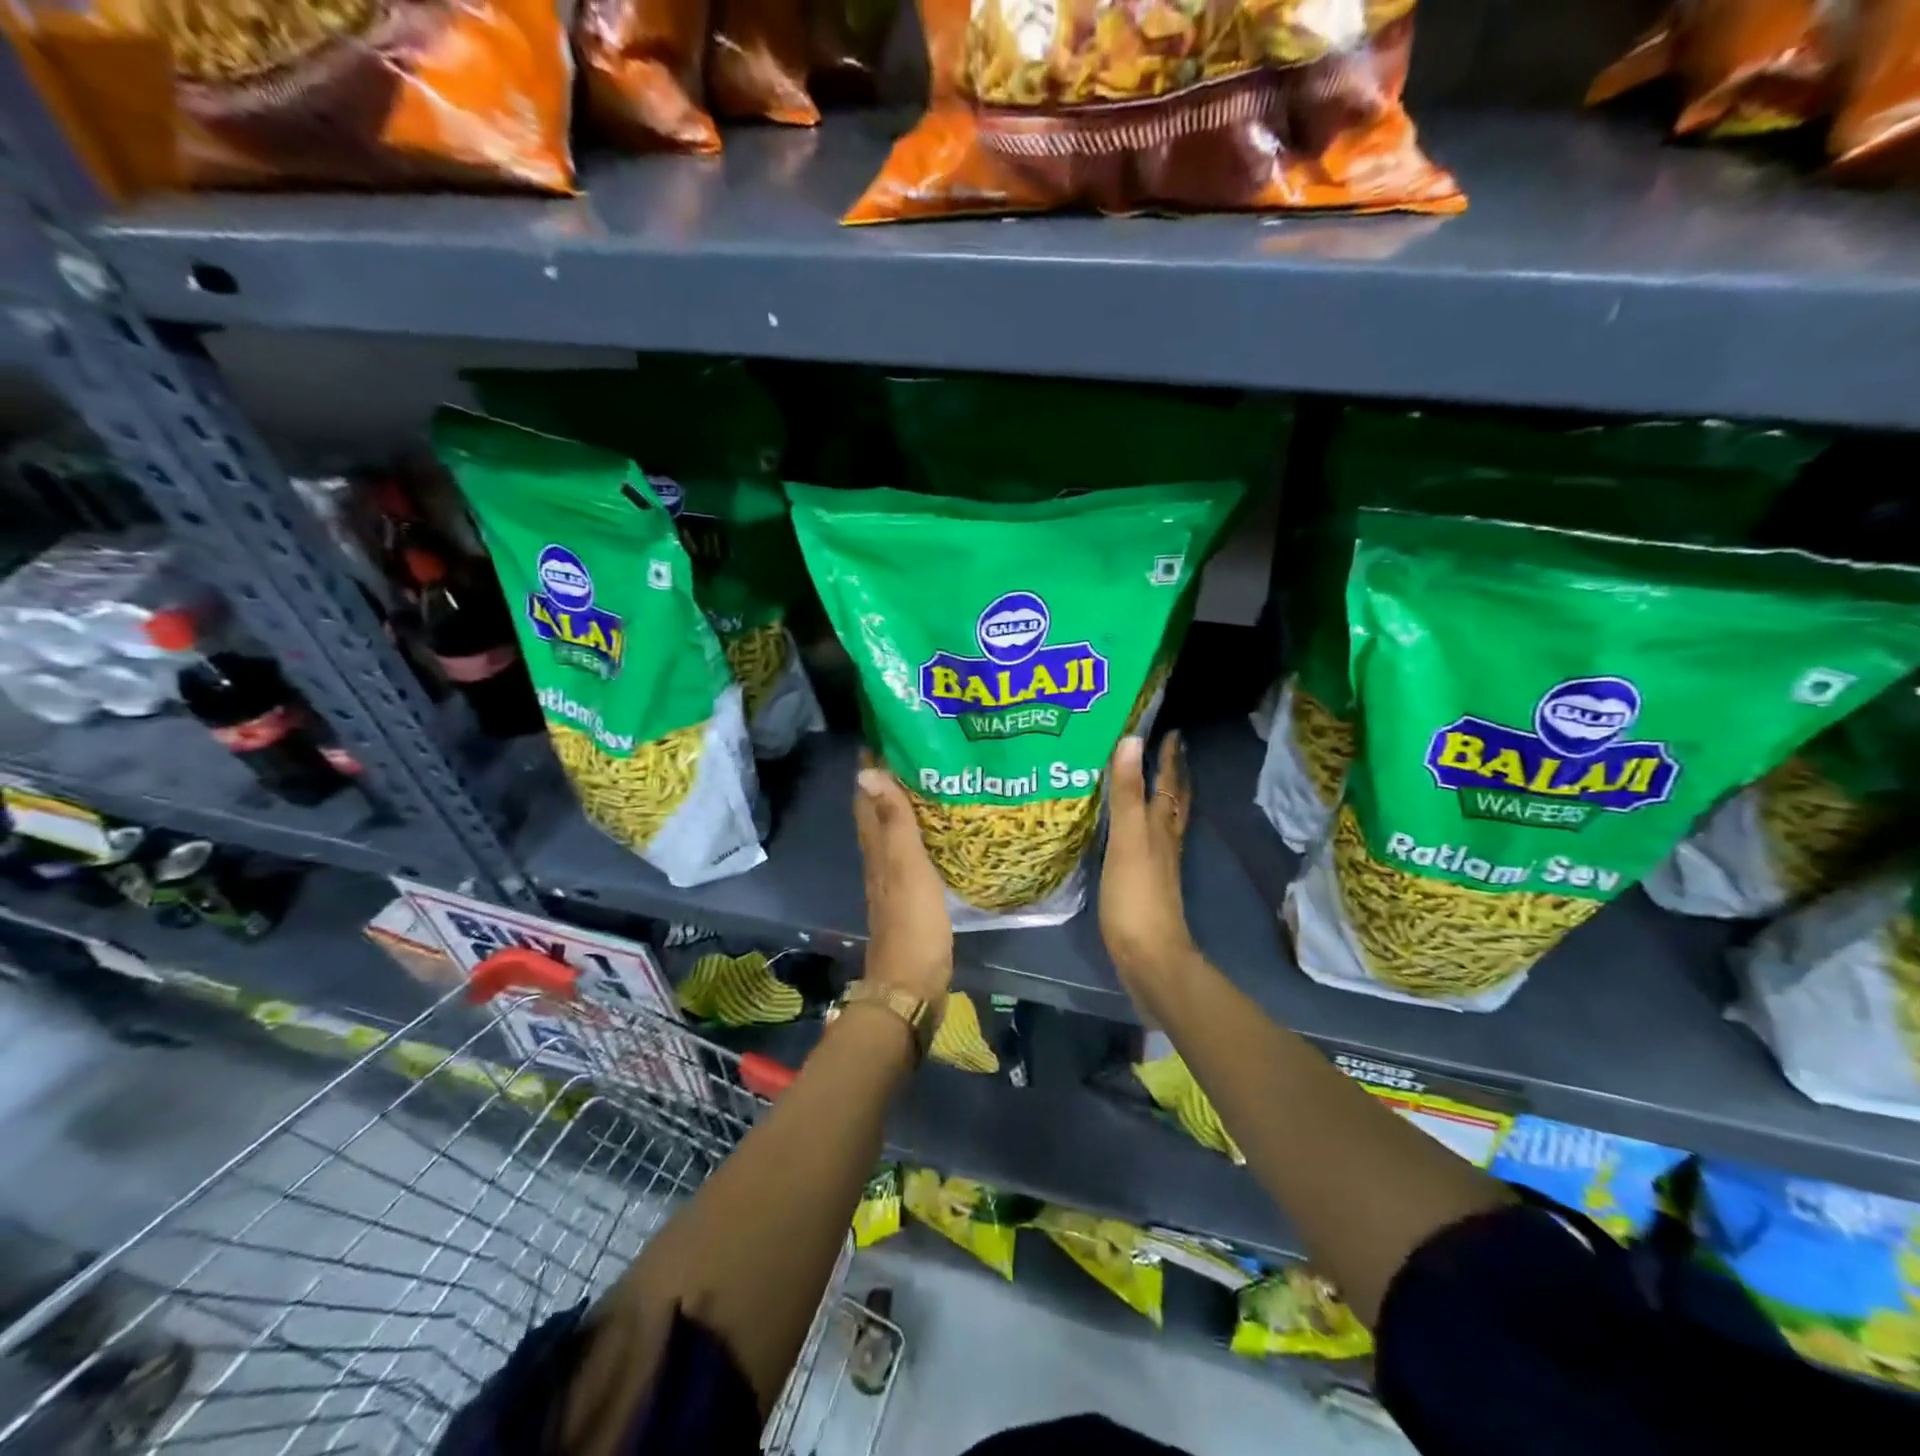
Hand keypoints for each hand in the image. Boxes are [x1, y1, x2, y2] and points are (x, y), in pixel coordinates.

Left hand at [854, 752, 953, 1008]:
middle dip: (887, 780)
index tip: (884, 734)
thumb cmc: (912, 921)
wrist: (912, 983)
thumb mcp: (905, 865)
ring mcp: (893, 878)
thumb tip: (866, 771)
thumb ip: (893, 820)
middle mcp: (879, 858)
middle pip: (876, 811)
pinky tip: (936, 829)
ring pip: (893, 830)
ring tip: (928, 780)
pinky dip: (918, 832)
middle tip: (912, 750)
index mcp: (876, 848)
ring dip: (903, 804)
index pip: (865, 797)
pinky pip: (910, 851)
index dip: (870, 767)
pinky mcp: (911, 895)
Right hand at [1102, 733, 1196, 991]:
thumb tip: (1132, 741)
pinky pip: (1150, 841)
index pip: (1168, 783)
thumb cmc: (1136, 895)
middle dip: (1173, 775)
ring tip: (1153, 782)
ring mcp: (1158, 864)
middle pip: (1174, 801)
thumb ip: (1127, 793)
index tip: (1172, 732)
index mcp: (1161, 826)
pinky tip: (1135, 831)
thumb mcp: (1128, 839)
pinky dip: (1146, 825)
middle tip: (1169, 750)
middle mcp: (1165, 840)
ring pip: (1164, 821)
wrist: (1148, 955)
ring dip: (1162, 798)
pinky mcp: (1146, 883)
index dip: (1169, 758)